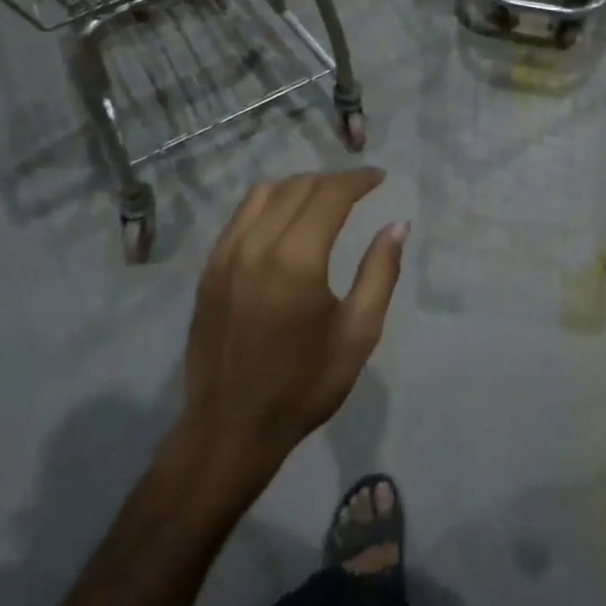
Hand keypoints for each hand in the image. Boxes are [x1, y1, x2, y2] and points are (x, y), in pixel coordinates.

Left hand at [180, 169, 406, 485]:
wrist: (231, 427)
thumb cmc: (304, 385)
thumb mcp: (358, 334)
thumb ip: (379, 273)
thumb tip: (396, 225)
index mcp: (296, 260)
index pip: (329, 195)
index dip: (358, 180)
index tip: (379, 178)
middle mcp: (256, 245)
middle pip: (297, 187)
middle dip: (332, 180)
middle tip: (358, 188)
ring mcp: (225, 255)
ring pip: (263, 193)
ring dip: (298, 186)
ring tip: (323, 199)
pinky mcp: (209, 269)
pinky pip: (240, 216)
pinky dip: (267, 204)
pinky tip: (284, 220)